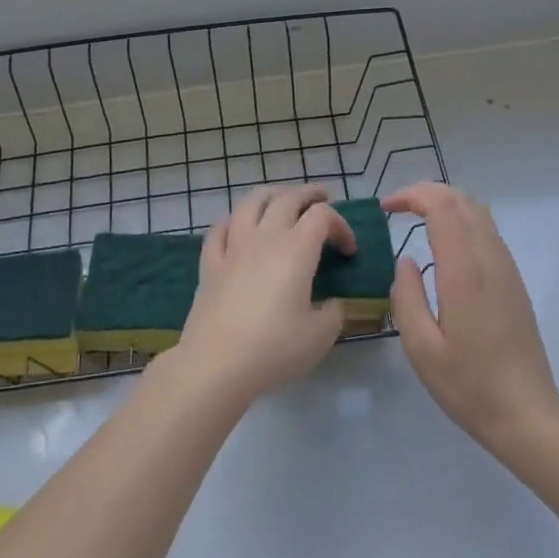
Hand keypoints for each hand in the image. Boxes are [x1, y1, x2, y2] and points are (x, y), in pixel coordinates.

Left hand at [171, 185, 352, 407]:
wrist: (217, 363)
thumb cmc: (274, 348)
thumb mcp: (320, 336)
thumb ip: (333, 313)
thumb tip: (331, 304)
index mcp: (296, 249)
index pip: (322, 217)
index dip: (341, 225)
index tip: (348, 250)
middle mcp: (265, 238)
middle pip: (287, 198)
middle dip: (308, 194)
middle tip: (321, 198)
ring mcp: (233, 247)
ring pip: (250, 202)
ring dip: (270, 194)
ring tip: (280, 198)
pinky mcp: (210, 263)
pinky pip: (219, 228)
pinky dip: (233, 219)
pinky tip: (237, 225)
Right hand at [384, 182, 558, 452]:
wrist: (527, 415)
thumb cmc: (468, 385)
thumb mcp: (421, 347)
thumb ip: (406, 297)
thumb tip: (405, 261)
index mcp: (465, 272)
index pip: (442, 206)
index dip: (412, 195)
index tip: (386, 208)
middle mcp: (490, 260)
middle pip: (462, 200)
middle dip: (427, 192)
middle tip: (397, 208)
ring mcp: (507, 269)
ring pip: (479, 212)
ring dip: (446, 204)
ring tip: (417, 219)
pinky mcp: (514, 281)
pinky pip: (488, 232)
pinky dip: (462, 221)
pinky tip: (444, 245)